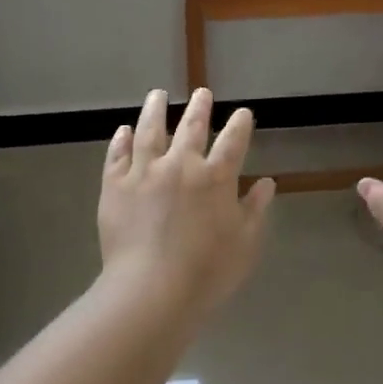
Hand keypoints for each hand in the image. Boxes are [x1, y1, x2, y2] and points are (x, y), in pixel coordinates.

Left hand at [98, 89, 276, 317]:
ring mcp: (144, 172)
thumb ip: (255, 210)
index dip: (240, 124)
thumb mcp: (244, 244)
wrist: (149, 291)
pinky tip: (123, 130)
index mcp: (216, 177)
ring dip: (155, 110)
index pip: (233, 141)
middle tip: (202, 92)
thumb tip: (267, 184)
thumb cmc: (206, 272)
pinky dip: (121, 141)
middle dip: (199, 107)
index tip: (243, 113)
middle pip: (191, 127)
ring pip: (150, 131)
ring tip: (157, 95)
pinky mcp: (115, 186)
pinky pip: (118, 156)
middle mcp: (181, 165)